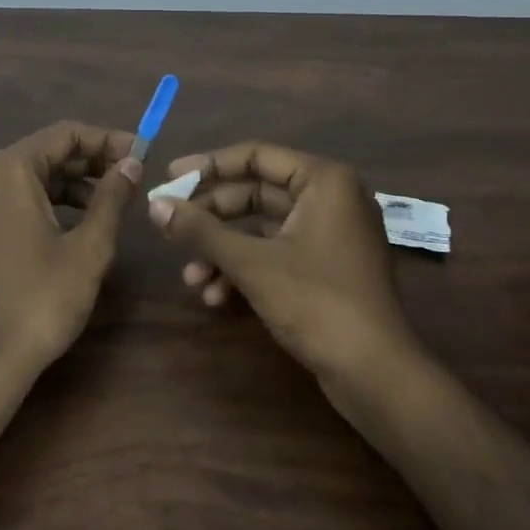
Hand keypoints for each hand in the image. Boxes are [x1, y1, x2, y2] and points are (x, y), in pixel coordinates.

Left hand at [0, 121, 142, 374]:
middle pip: (43, 153)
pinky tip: (69, 225)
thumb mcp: (88, 248)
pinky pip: (7, 201)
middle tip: (129, 178)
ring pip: (25, 178)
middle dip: (89, 162)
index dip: (107, 140)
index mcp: (7, 170)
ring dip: (67, 184)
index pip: (64, 134)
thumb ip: (112, 197)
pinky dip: (41, 203)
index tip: (141, 154)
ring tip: (106, 204)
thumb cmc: (41, 300)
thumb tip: (131, 163)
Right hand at [147, 142, 416, 383]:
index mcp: (324, 181)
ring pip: (262, 229)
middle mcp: (330, 199)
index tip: (169, 179)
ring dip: (223, 251)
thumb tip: (154, 205)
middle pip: (256, 193)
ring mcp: (330, 235)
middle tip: (169, 229)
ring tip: (191, 279)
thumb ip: (201, 231)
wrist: (375, 373)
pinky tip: (216, 297)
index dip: (208, 166)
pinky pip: (277, 254)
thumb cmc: (317, 302)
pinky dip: (246, 270)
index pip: (256, 156)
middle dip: (211, 218)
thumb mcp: (251, 263)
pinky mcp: (326, 269)